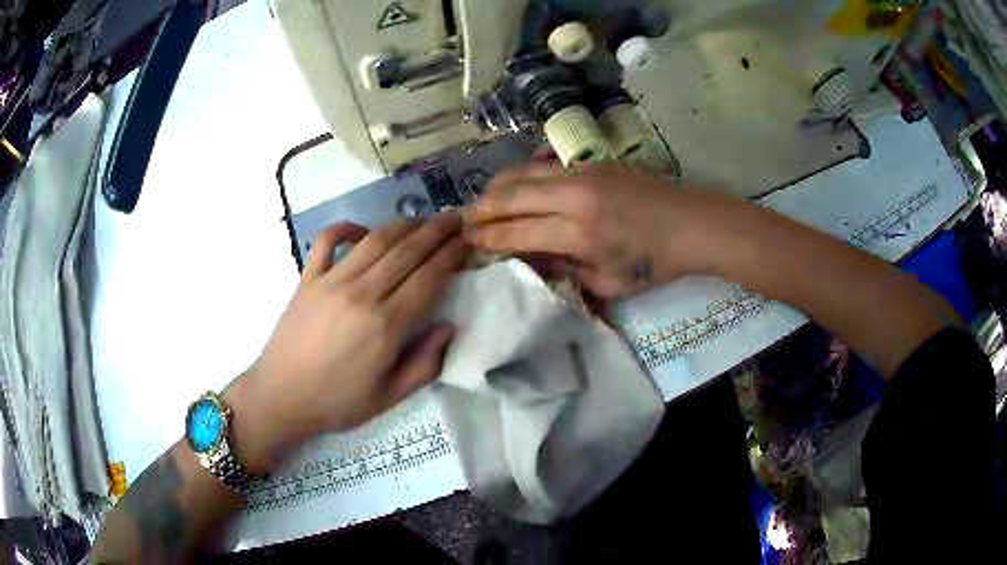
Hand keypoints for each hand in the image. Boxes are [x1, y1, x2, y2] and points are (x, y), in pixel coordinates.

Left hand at [225, 215, 468, 473]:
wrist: (280, 397)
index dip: (451, 256)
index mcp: (385, 326)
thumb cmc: (337, 402)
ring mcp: (331, 281)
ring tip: (423, 220)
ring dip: (403, 225)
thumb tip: (450, 327)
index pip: (428, 278)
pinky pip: (327, 241)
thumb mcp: (389, 398)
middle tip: (456, 219)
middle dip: (436, 232)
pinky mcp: (308, 278)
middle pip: (406, 251)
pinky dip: (346, 227)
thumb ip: (425, 365)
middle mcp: (361, 294)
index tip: (467, 242)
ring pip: (375, 240)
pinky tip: (362, 231)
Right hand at [465, 160, 738, 298]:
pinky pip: (548, 162)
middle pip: (512, 195)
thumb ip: (564, 272)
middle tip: (463, 219)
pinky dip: (526, 173)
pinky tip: (519, 183)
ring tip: (483, 199)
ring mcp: (585, 172)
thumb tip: (530, 259)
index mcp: (579, 233)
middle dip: (482, 208)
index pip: (517, 232)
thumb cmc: (654, 263)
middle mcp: (576, 195)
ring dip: (498, 186)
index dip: (487, 237)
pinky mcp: (595, 161)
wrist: (692, 224)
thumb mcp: (608, 283)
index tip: (467, 241)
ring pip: (526, 171)